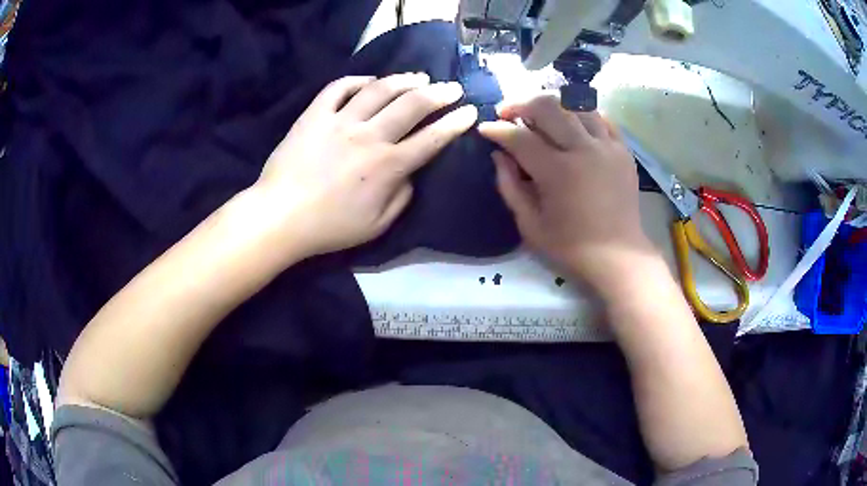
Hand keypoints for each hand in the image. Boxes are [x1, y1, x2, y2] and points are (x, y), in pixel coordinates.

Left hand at [253, 73, 477, 259]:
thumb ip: (402, 196)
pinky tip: (370, 81)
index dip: (456, 122)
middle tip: (452, 88)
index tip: (470, 111)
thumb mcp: (377, 225)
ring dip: (405, 80)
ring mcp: (340, 121)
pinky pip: (339, 87)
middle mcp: (369, 136)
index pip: (432, 138)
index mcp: (388, 166)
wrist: (280, 216)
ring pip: (380, 89)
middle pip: (413, 105)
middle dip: (439, 93)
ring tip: (419, 77)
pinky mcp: (315, 114)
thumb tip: (410, 172)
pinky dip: (358, 80)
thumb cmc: (330, 227)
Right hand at [478, 94, 653, 293]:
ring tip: (538, 113)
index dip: (497, 129)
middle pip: (548, 107)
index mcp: (558, 172)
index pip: (520, 137)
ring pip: (575, 105)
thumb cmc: (571, 247)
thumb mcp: (530, 225)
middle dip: (520, 103)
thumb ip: (510, 186)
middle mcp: (584, 150)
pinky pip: (600, 117)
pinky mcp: (623, 150)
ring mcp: (607, 146)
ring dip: (551, 104)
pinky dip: (580, 114)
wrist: (619, 256)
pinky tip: (570, 121)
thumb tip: (498, 155)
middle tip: (507, 111)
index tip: (485, 128)